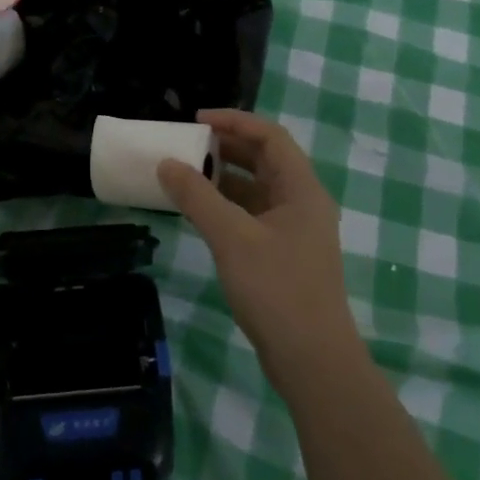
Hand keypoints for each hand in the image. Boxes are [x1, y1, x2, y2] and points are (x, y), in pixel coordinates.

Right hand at [157, 110, 360, 385]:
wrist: (312, 360)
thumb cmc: (276, 290)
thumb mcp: (231, 238)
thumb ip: (197, 197)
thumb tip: (167, 163)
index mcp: (302, 189)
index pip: (270, 136)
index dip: (234, 121)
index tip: (196, 120)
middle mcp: (302, 203)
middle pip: (265, 160)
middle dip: (226, 148)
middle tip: (188, 144)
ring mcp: (295, 231)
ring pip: (257, 190)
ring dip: (225, 178)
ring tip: (187, 174)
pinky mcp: (284, 255)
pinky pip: (253, 216)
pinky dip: (228, 207)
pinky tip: (201, 213)